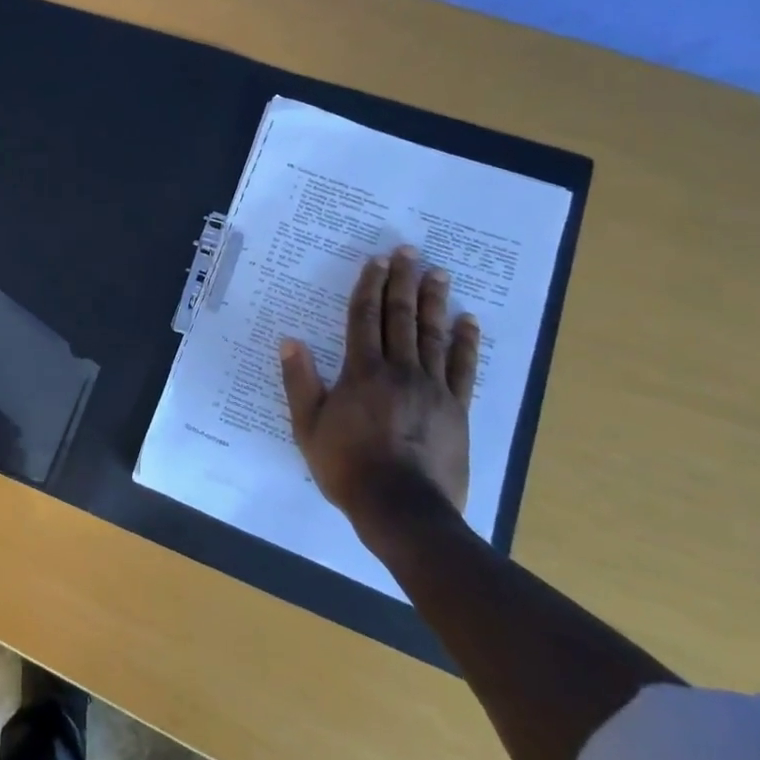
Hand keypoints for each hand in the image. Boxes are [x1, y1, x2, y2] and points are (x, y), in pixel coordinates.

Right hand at [278, 247, 477, 547]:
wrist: (402, 508)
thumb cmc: (347, 466)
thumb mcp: (308, 426)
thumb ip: (300, 381)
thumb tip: (290, 341)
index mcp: (362, 372)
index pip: (365, 318)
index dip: (369, 287)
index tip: (376, 261)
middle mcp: (399, 370)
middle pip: (401, 317)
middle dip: (403, 282)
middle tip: (408, 251)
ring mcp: (433, 388)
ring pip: (433, 335)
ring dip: (435, 301)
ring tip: (438, 273)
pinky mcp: (457, 409)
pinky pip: (464, 368)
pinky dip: (467, 342)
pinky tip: (469, 322)